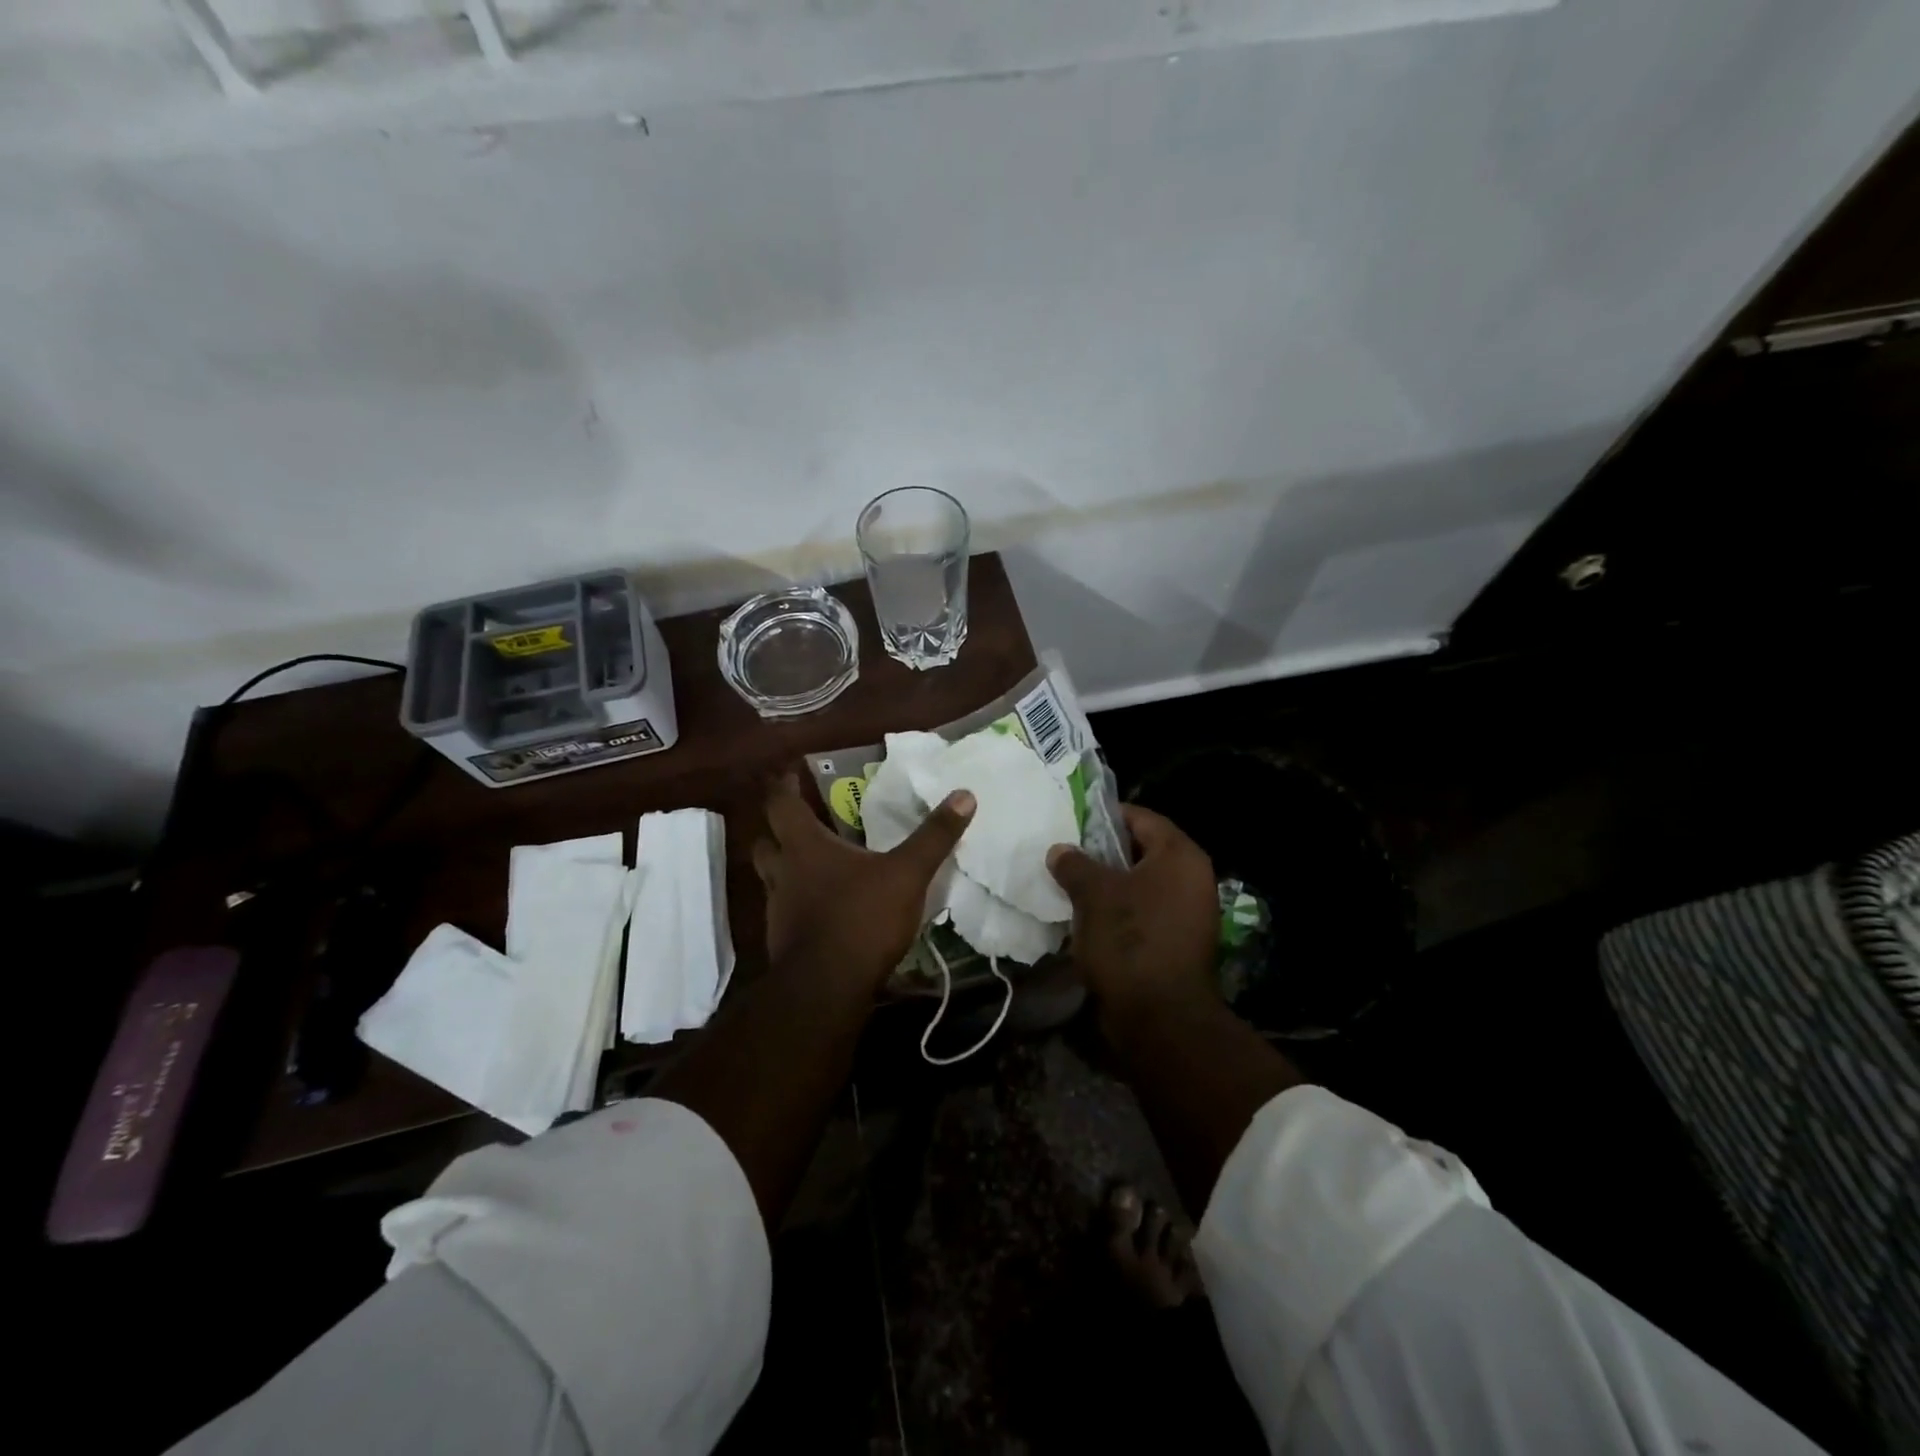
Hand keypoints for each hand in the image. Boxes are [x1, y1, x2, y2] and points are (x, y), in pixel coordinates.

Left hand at [752, 774, 974, 991]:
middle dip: (777, 830)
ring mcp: (778, 910)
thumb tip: (965, 795)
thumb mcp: (907, 874)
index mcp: (805, 847)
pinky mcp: (782, 941)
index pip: (781, 805)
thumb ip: (934, 836)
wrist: (826, 988)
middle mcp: (783, 873)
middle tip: (799, 823)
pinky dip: (797, 905)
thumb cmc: (861, 918)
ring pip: (771, 879)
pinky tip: (821, 911)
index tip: (789, 774)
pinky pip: (784, 912)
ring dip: (786, 869)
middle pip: (765, 842)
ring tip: (813, 867)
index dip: (783, 787)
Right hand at [1046, 806, 1218, 1026]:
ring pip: (1140, 885)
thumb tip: (1060, 850)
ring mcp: (1189, 914)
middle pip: (1141, 851)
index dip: (1106, 816)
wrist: (1161, 1018)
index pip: (1141, 818)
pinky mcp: (1178, 943)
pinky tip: (1086, 917)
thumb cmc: (1130, 940)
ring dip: (1108, 885)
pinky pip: (1144, 913)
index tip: (1072, 821)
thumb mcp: (1093, 894)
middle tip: (1066, 853)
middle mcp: (1192, 879)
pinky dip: (1118, 911)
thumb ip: (1075, 864)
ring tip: (1069, 885)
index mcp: (1180, 856)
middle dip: (1102, 852)